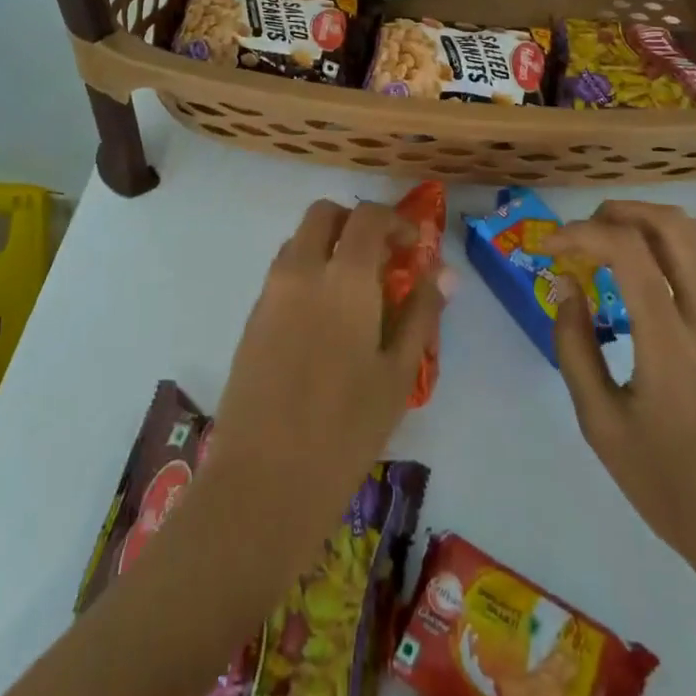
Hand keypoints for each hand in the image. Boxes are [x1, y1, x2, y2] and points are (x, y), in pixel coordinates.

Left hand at [202, 200, 451, 564]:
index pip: (368, 217)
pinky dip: (307, 271)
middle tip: (380, 256)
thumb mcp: (398, 374)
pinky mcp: (251, 318)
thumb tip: (444, 272)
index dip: (396, 221)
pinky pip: (282, 272)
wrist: (263, 481)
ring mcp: (270, 293)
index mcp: (344, 277)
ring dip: (328, 245)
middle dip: (354, 222)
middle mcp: (301, 270)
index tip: (413, 246)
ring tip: (354, 291)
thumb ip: (421, 313)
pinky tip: (324, 320)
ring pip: (298, 240)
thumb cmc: (346, 429)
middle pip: (323, 213)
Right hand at [546, 201, 695, 596]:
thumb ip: (575, 346)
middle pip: (673, 226)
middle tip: (580, 235)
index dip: (582, 234)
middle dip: (619, 213)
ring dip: (645, 222)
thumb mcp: (600, 424)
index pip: (630, 253)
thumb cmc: (665, 482)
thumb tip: (565, 286)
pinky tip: (636, 271)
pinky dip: (665, 244)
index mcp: (671, 346)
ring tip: (604, 242)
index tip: (548, 248)